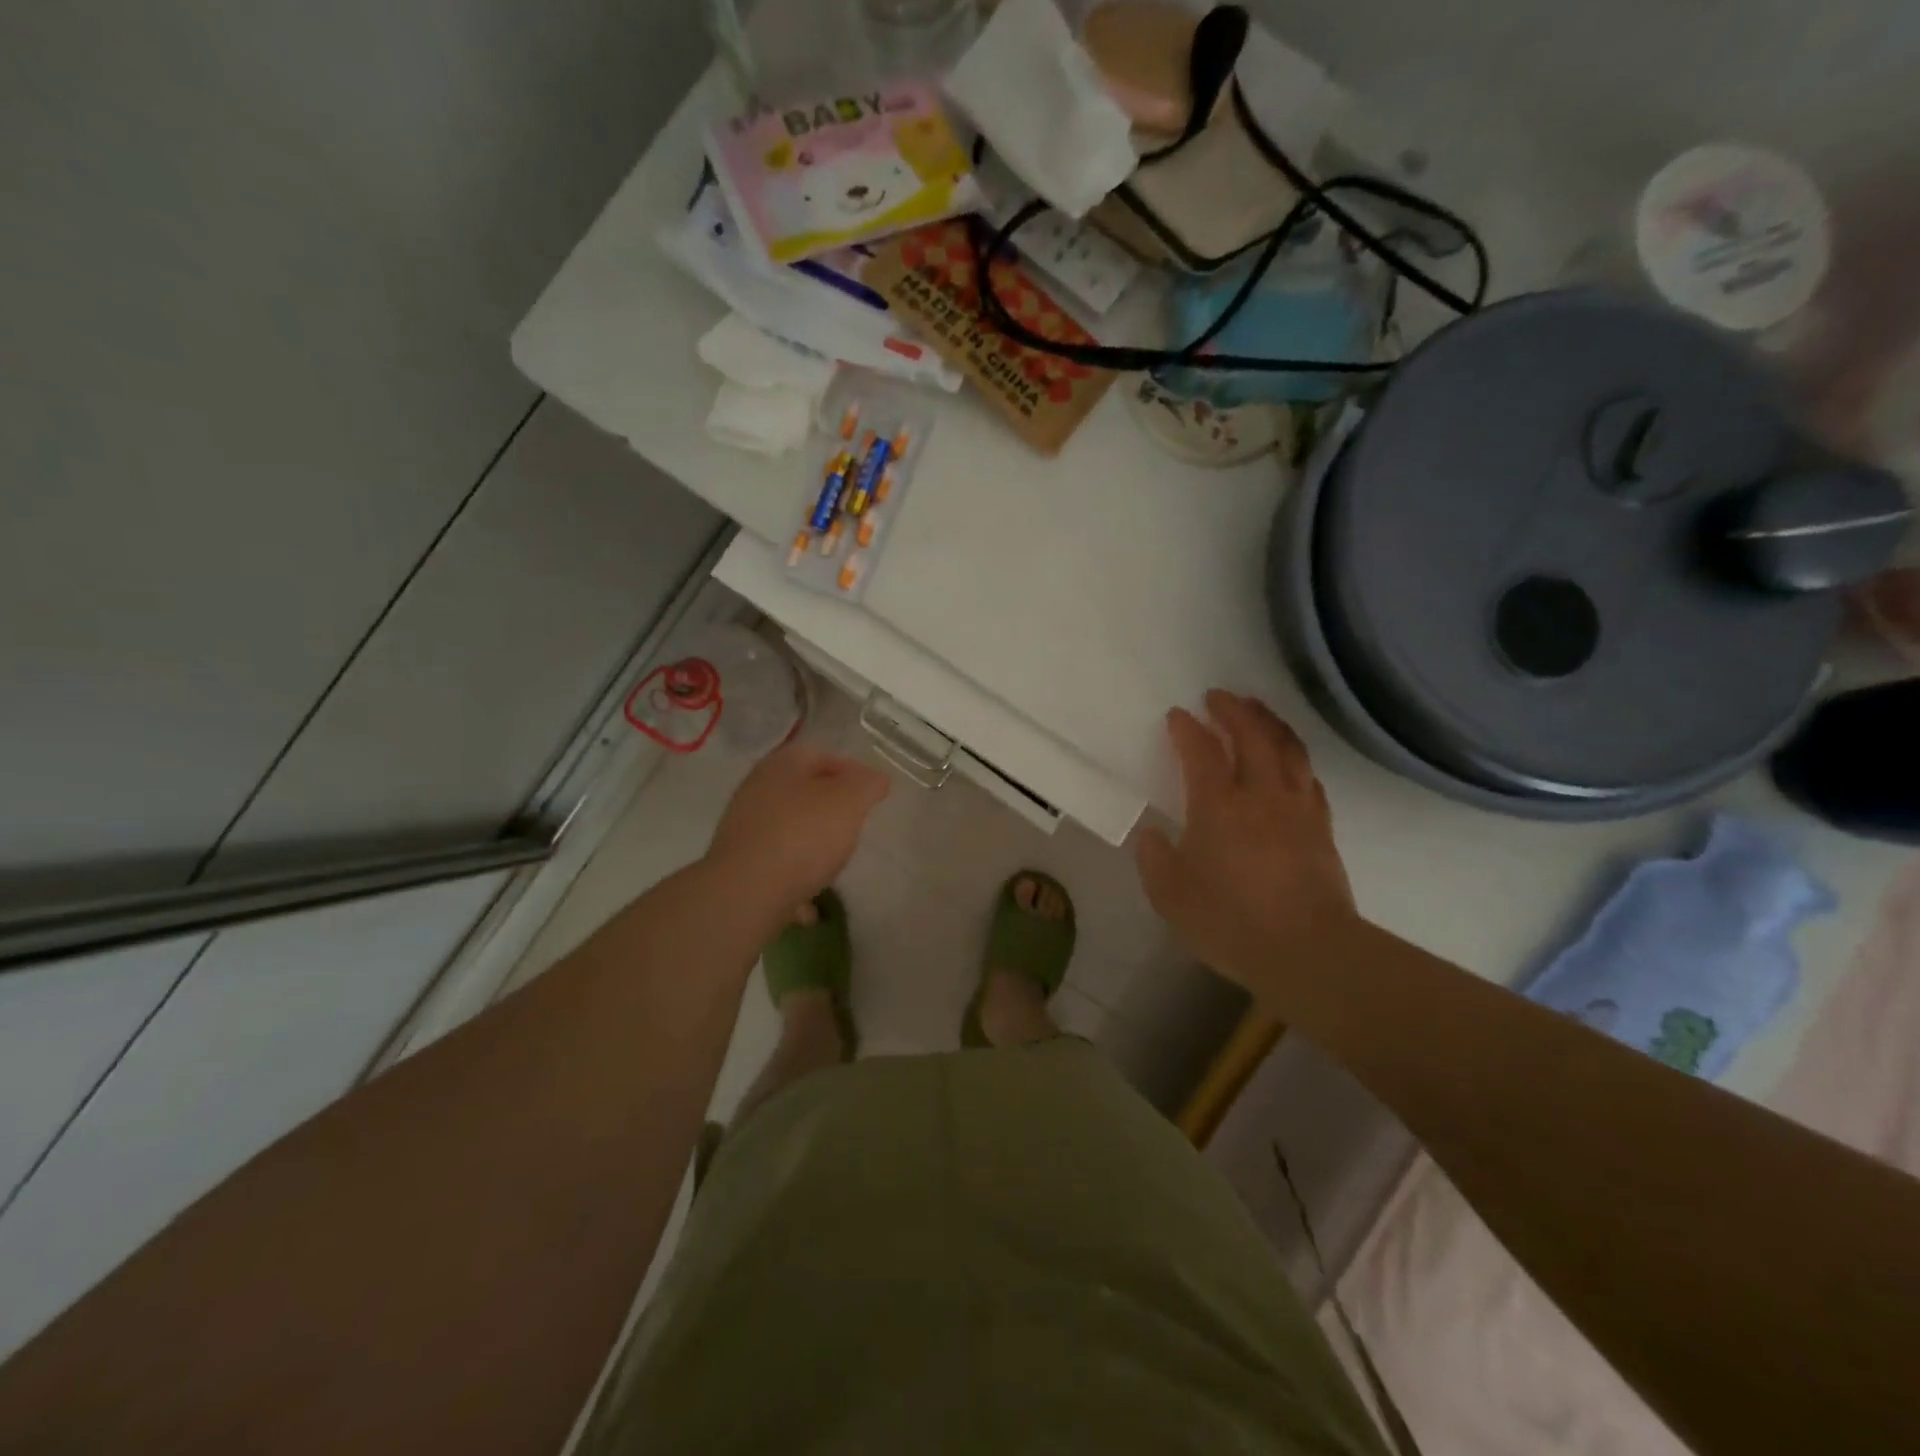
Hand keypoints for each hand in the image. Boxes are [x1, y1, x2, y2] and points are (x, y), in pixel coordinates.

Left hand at [707, 743, 891, 910]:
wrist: (746, 893)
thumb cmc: (803, 835)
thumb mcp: (849, 801)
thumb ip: (867, 785)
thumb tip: (876, 779)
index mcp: (782, 765)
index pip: (822, 755)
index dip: (852, 770)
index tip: (874, 793)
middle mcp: (757, 790)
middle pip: (801, 792)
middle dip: (830, 808)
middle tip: (855, 825)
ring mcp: (744, 830)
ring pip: (787, 830)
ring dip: (811, 845)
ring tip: (835, 864)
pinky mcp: (738, 867)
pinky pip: (775, 868)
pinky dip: (794, 881)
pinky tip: (810, 906)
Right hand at [1134, 690, 1357, 990]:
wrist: (1308, 951)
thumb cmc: (1230, 922)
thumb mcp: (1170, 896)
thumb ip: (1155, 859)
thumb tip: (1152, 834)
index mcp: (1218, 805)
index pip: (1201, 751)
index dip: (1187, 729)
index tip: (1177, 715)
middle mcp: (1260, 794)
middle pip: (1252, 734)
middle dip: (1233, 709)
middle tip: (1218, 697)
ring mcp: (1297, 807)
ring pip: (1288, 748)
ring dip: (1269, 722)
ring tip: (1257, 710)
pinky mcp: (1321, 826)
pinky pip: (1308, 776)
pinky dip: (1295, 757)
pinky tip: (1289, 760)